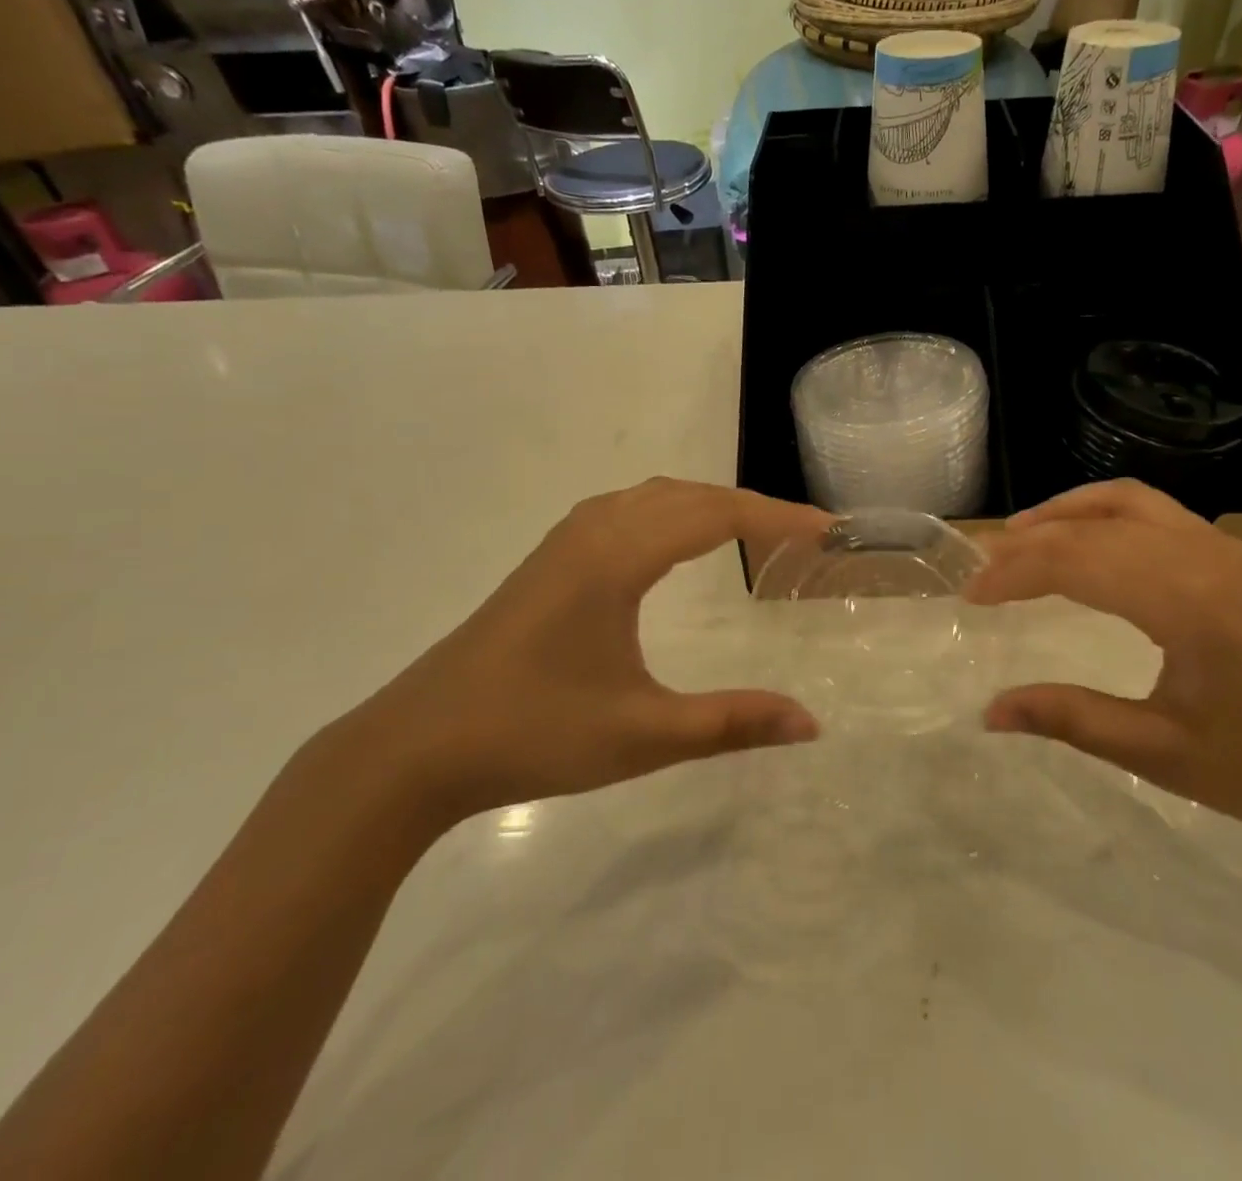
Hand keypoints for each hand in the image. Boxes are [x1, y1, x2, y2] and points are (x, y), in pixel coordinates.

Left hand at [346, 478, 832, 822]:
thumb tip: (811, 723)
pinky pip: (627, 510)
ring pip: (654, 497)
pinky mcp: (548, 561)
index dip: (777, 518)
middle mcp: (593, 532)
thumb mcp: (642, 735)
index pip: (715, 515)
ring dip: (709, 504)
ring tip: (752, 532)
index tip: (826, 530)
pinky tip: (674, 543)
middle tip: (801, 535)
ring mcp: (564, 543)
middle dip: (751, 507)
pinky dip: (671, 512)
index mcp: (617, 558)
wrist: (415, 747)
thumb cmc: (532, 734)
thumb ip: (731, 723)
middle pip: (688, 496)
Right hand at [966, 480, 1241, 854]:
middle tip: (980, 570)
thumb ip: (1071, 718)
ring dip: (1067, 514)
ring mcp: (1224, 550)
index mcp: (1184, 599)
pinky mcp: (1236, 559)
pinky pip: (1156, 514)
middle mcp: (1201, 555)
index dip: (1012, 574)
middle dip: (1028, 542)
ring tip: (1020, 538)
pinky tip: (1088, 546)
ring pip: (1126, 503)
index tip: (969, 597)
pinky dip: (1106, 516)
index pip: (1074, 561)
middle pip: (1092, 526)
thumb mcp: (1164, 753)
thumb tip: (990, 711)